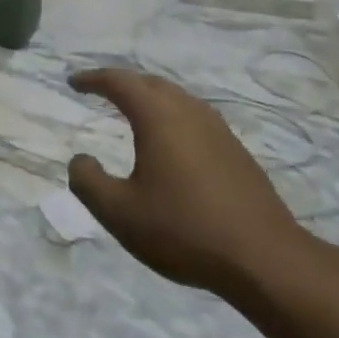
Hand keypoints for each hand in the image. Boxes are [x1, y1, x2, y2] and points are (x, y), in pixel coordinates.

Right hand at [67, 68, 309, 299]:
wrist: (264, 258)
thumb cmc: (184, 229)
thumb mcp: (119, 213)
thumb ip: (88, 182)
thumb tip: (80, 160)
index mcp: (158, 117)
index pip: (119, 82)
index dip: (93, 79)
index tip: (74, 82)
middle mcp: (188, 112)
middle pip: (150, 83)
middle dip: (122, 82)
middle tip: (101, 90)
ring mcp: (218, 129)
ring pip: (177, 98)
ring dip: (150, 97)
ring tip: (133, 111)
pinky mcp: (236, 151)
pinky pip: (195, 117)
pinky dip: (172, 116)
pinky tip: (171, 142)